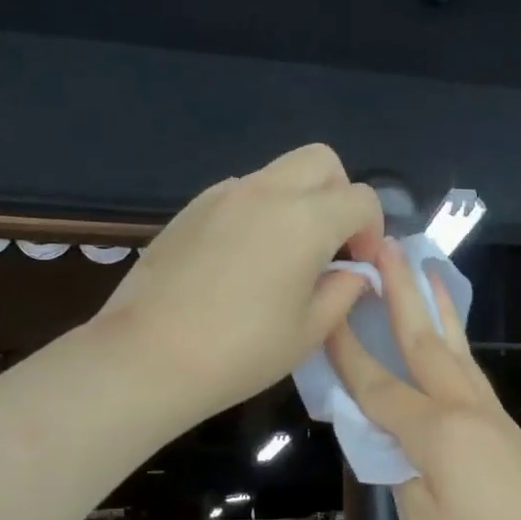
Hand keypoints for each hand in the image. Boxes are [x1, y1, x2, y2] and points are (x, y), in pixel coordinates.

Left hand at [96, 144, 381, 425]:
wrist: (148, 357)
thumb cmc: (241, 352)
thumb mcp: (309, 331)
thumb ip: (343, 291)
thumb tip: (354, 272)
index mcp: (305, 220)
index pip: (361, 199)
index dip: (372, 231)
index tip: (359, 266)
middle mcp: (266, 192)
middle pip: (321, 162)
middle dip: (339, 195)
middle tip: (330, 244)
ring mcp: (223, 195)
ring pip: (278, 173)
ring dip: (297, 201)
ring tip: (285, 255)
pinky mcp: (191, 208)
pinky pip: (241, 193)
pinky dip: (259, 211)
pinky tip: (243, 260)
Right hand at [326, 238, 520, 519]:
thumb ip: (402, 477)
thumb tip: (398, 450)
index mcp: (436, 431)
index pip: (377, 384)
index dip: (347, 351)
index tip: (326, 310)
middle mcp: (465, 409)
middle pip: (424, 341)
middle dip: (402, 292)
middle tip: (386, 246)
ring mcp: (492, 417)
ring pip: (457, 349)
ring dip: (437, 307)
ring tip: (427, 270)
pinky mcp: (509, 431)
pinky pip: (472, 373)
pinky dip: (456, 344)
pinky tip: (451, 344)